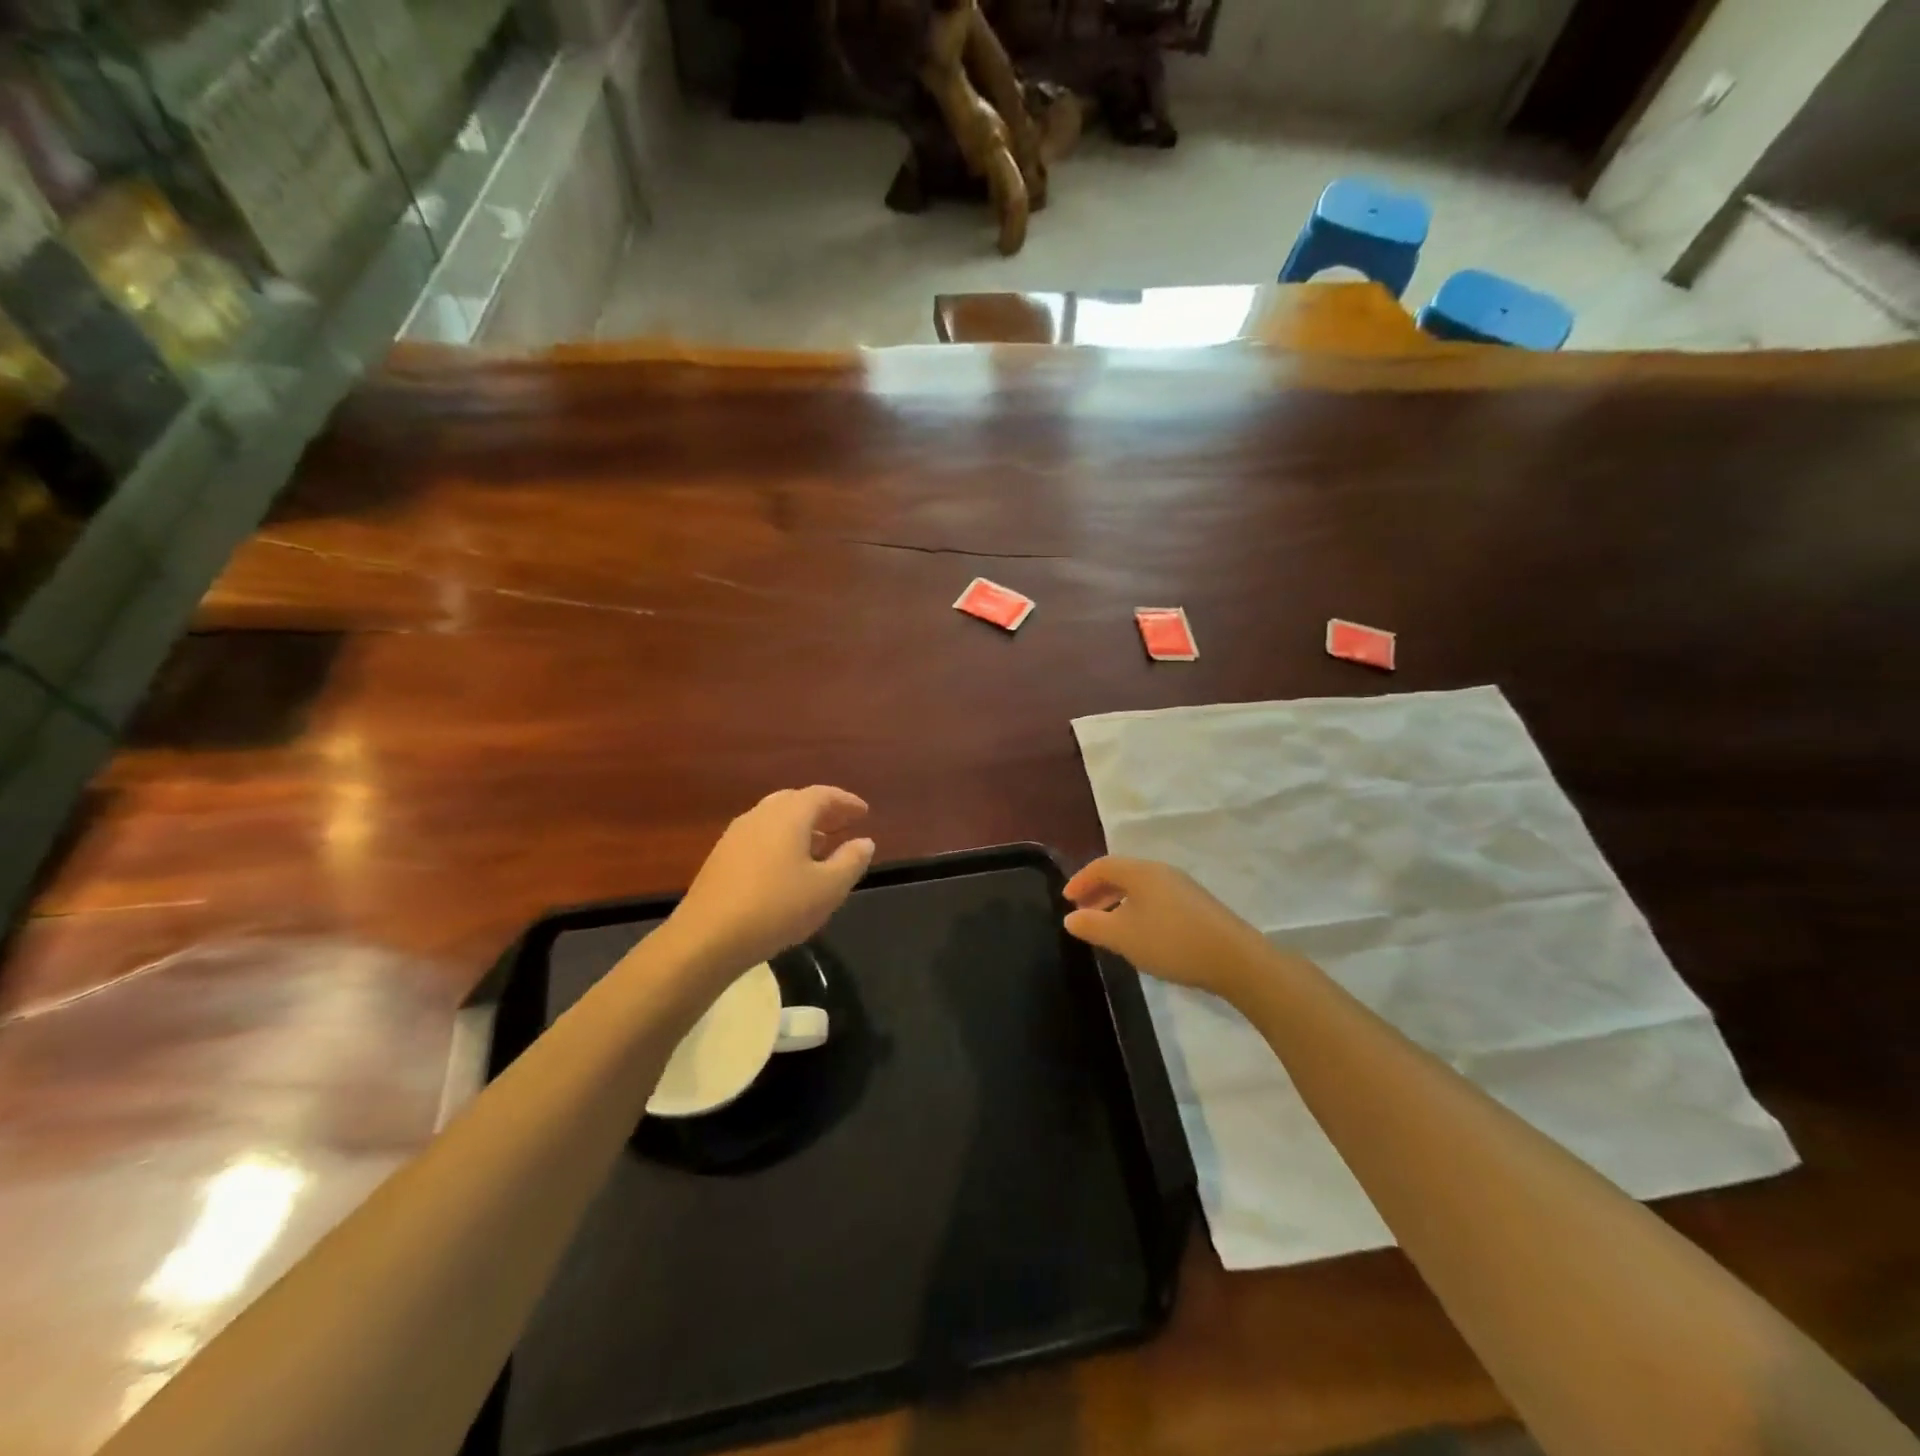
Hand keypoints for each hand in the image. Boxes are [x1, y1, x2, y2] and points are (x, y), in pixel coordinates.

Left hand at [668, 787, 874, 979]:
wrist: (707, 938)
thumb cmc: (777, 907)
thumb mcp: (828, 888)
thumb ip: (850, 861)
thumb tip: (865, 841)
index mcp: (789, 815)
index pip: (823, 795)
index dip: (846, 802)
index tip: (864, 812)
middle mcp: (761, 815)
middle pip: (796, 801)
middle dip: (822, 811)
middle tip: (843, 824)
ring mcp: (736, 835)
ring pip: (775, 819)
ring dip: (801, 827)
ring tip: (821, 846)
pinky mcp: (721, 857)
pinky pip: (760, 837)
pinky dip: (781, 841)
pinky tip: (787, 868)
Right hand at [1063, 856, 1273, 1001]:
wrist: (1235, 960)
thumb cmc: (1171, 942)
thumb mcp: (1123, 937)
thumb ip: (1092, 925)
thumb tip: (1070, 918)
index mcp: (1141, 872)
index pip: (1102, 865)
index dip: (1080, 880)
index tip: (1066, 900)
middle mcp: (1161, 872)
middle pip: (1122, 873)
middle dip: (1098, 891)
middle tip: (1082, 912)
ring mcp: (1183, 888)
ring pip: (1140, 888)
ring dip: (1117, 902)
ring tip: (1107, 926)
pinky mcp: (1197, 906)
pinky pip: (1156, 899)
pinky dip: (1137, 909)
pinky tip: (1139, 934)